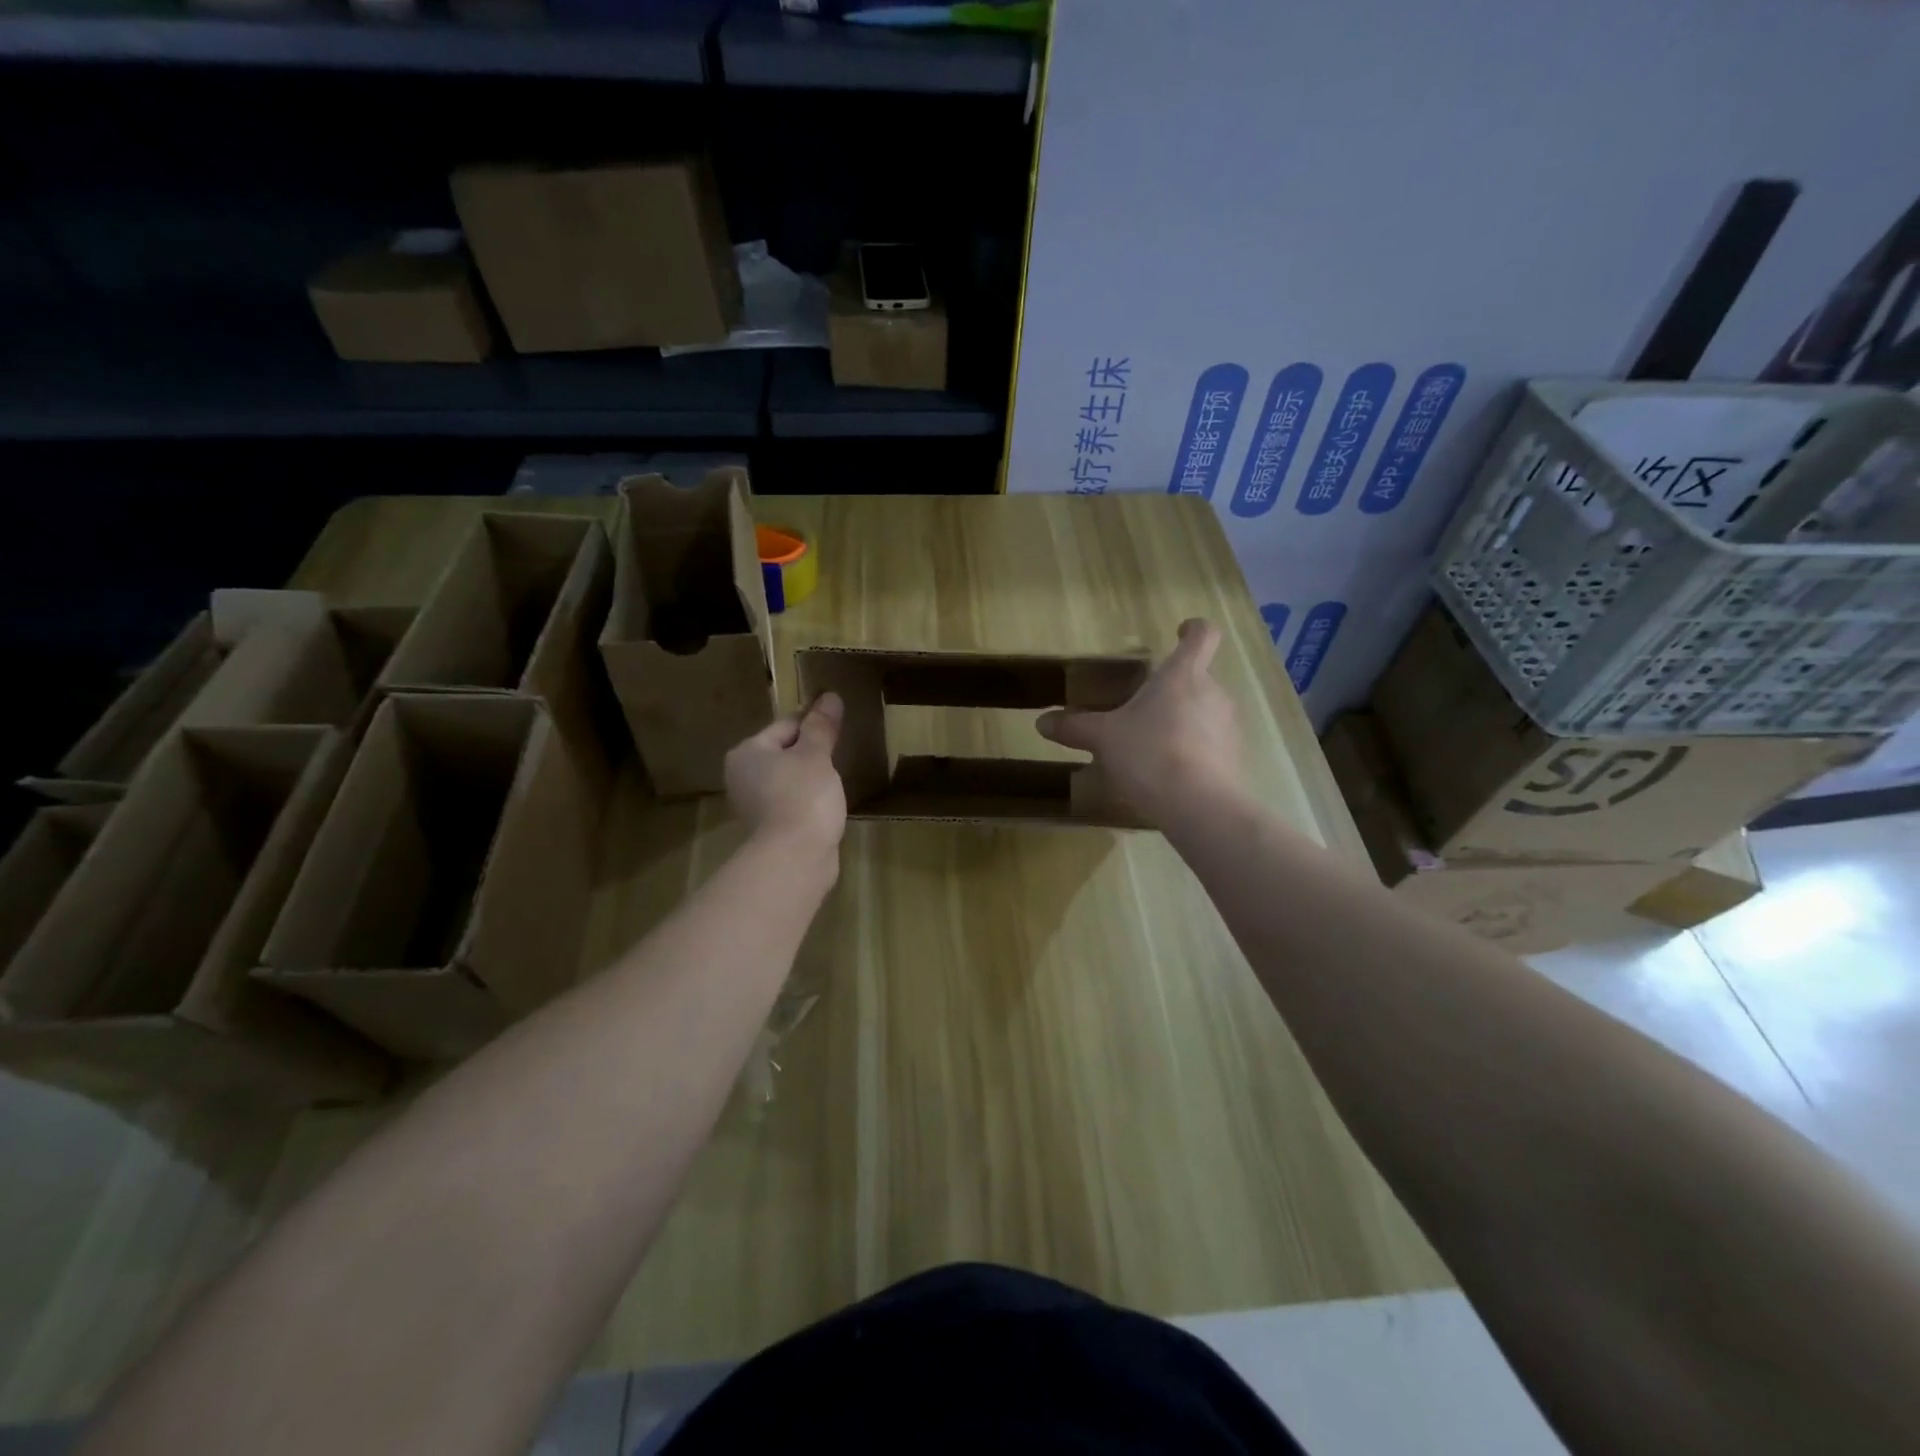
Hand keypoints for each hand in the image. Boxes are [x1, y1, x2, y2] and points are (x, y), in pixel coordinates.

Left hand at [724, 694, 847, 851]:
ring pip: (788, 779)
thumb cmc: (803, 796)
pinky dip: (808, 800)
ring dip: (810, 778)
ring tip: (837, 779)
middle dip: (811, 752)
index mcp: (747, 753)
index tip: (839, 725)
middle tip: (840, 753)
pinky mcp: (769, 829)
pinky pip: (792, 802)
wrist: (795, 857)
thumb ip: (821, 726)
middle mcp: (742, 776)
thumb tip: (829, 697)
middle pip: (784, 752)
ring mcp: (753, 805)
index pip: (785, 725)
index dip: (814, 723)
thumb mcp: (816, 755)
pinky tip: (827, 804)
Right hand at [1037, 618, 1242, 825]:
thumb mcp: (1104, 739)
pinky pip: (1212, 744)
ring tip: (1152, 746)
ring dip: (1183, 721)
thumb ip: (1075, 727)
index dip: (1193, 629)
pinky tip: (1169, 774)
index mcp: (1183, 674)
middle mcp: (1213, 692)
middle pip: (1198, 678)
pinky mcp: (1234, 758)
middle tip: (1143, 708)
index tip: (1180, 632)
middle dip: (1173, 689)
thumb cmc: (1150, 754)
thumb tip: (1041, 721)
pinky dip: (1193, 751)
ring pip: (1205, 712)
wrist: (1200, 806)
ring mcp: (1229, 726)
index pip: (1202, 635)